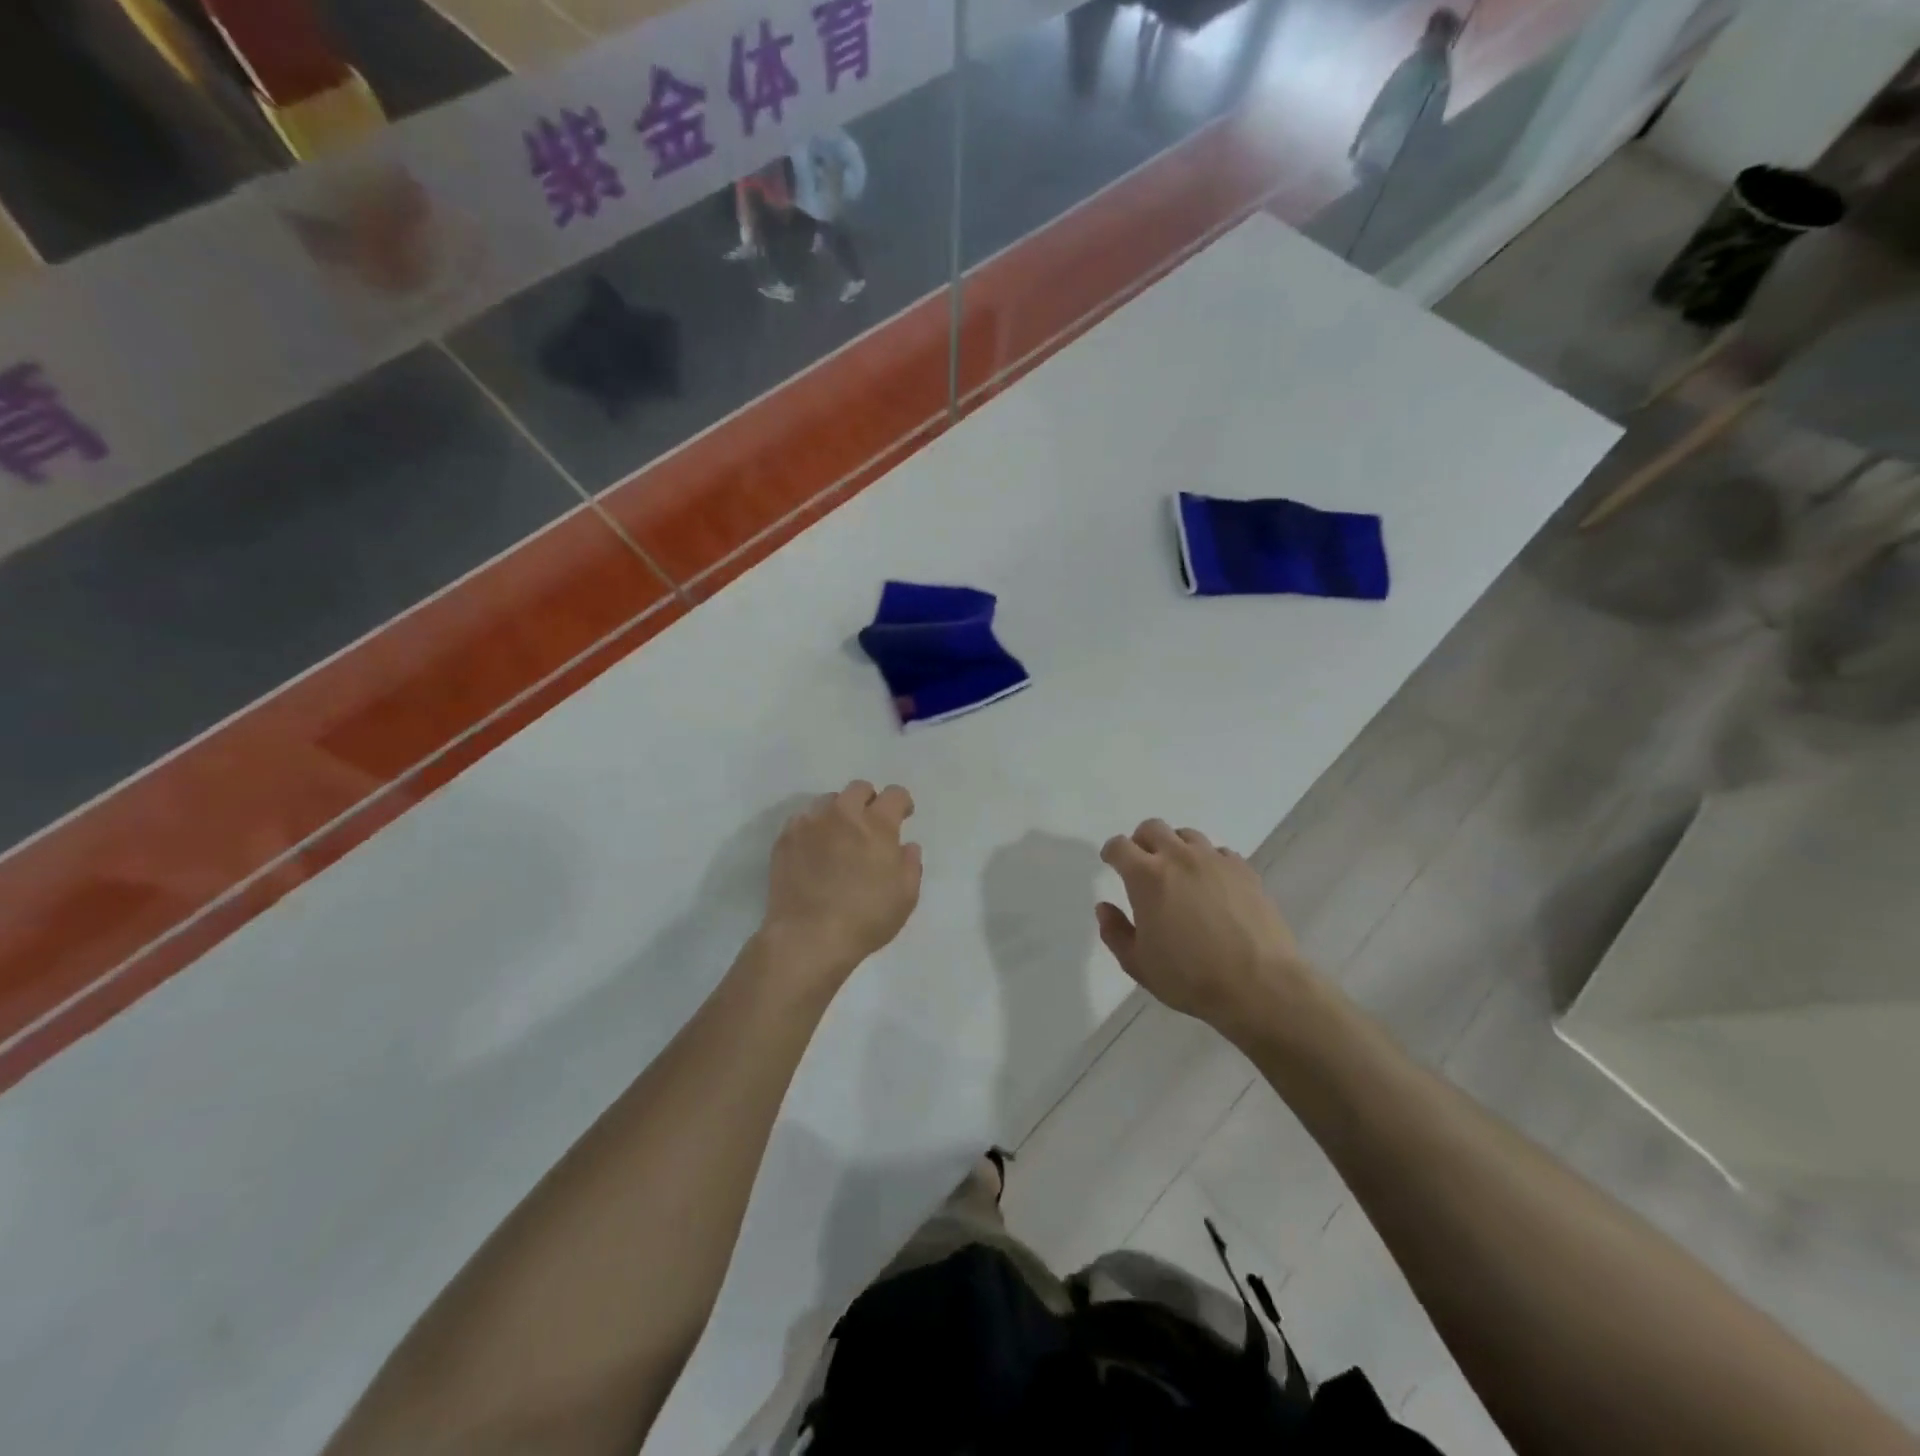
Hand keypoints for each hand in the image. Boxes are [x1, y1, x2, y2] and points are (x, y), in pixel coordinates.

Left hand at [760, 781, 922, 984]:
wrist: (808, 937)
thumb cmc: (865, 918)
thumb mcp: (906, 896)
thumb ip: (911, 864)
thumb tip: (906, 846)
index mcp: (878, 825)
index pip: (895, 794)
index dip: (902, 803)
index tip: (902, 817)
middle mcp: (844, 814)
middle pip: (859, 788)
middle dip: (869, 801)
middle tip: (870, 826)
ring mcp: (811, 823)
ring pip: (828, 801)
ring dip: (839, 813)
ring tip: (839, 838)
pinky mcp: (786, 838)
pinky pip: (803, 819)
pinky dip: (813, 828)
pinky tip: (814, 850)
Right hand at [1096, 819, 1308, 1039]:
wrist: (1259, 986)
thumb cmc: (1190, 978)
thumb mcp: (1138, 964)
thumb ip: (1115, 932)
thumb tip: (1105, 907)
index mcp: (1147, 876)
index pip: (1120, 846)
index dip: (1112, 852)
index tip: (1111, 862)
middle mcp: (1179, 857)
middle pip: (1153, 828)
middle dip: (1141, 841)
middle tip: (1143, 864)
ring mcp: (1215, 860)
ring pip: (1188, 836)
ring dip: (1176, 847)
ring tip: (1179, 873)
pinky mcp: (1245, 870)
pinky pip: (1219, 852)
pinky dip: (1208, 861)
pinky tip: (1212, 885)